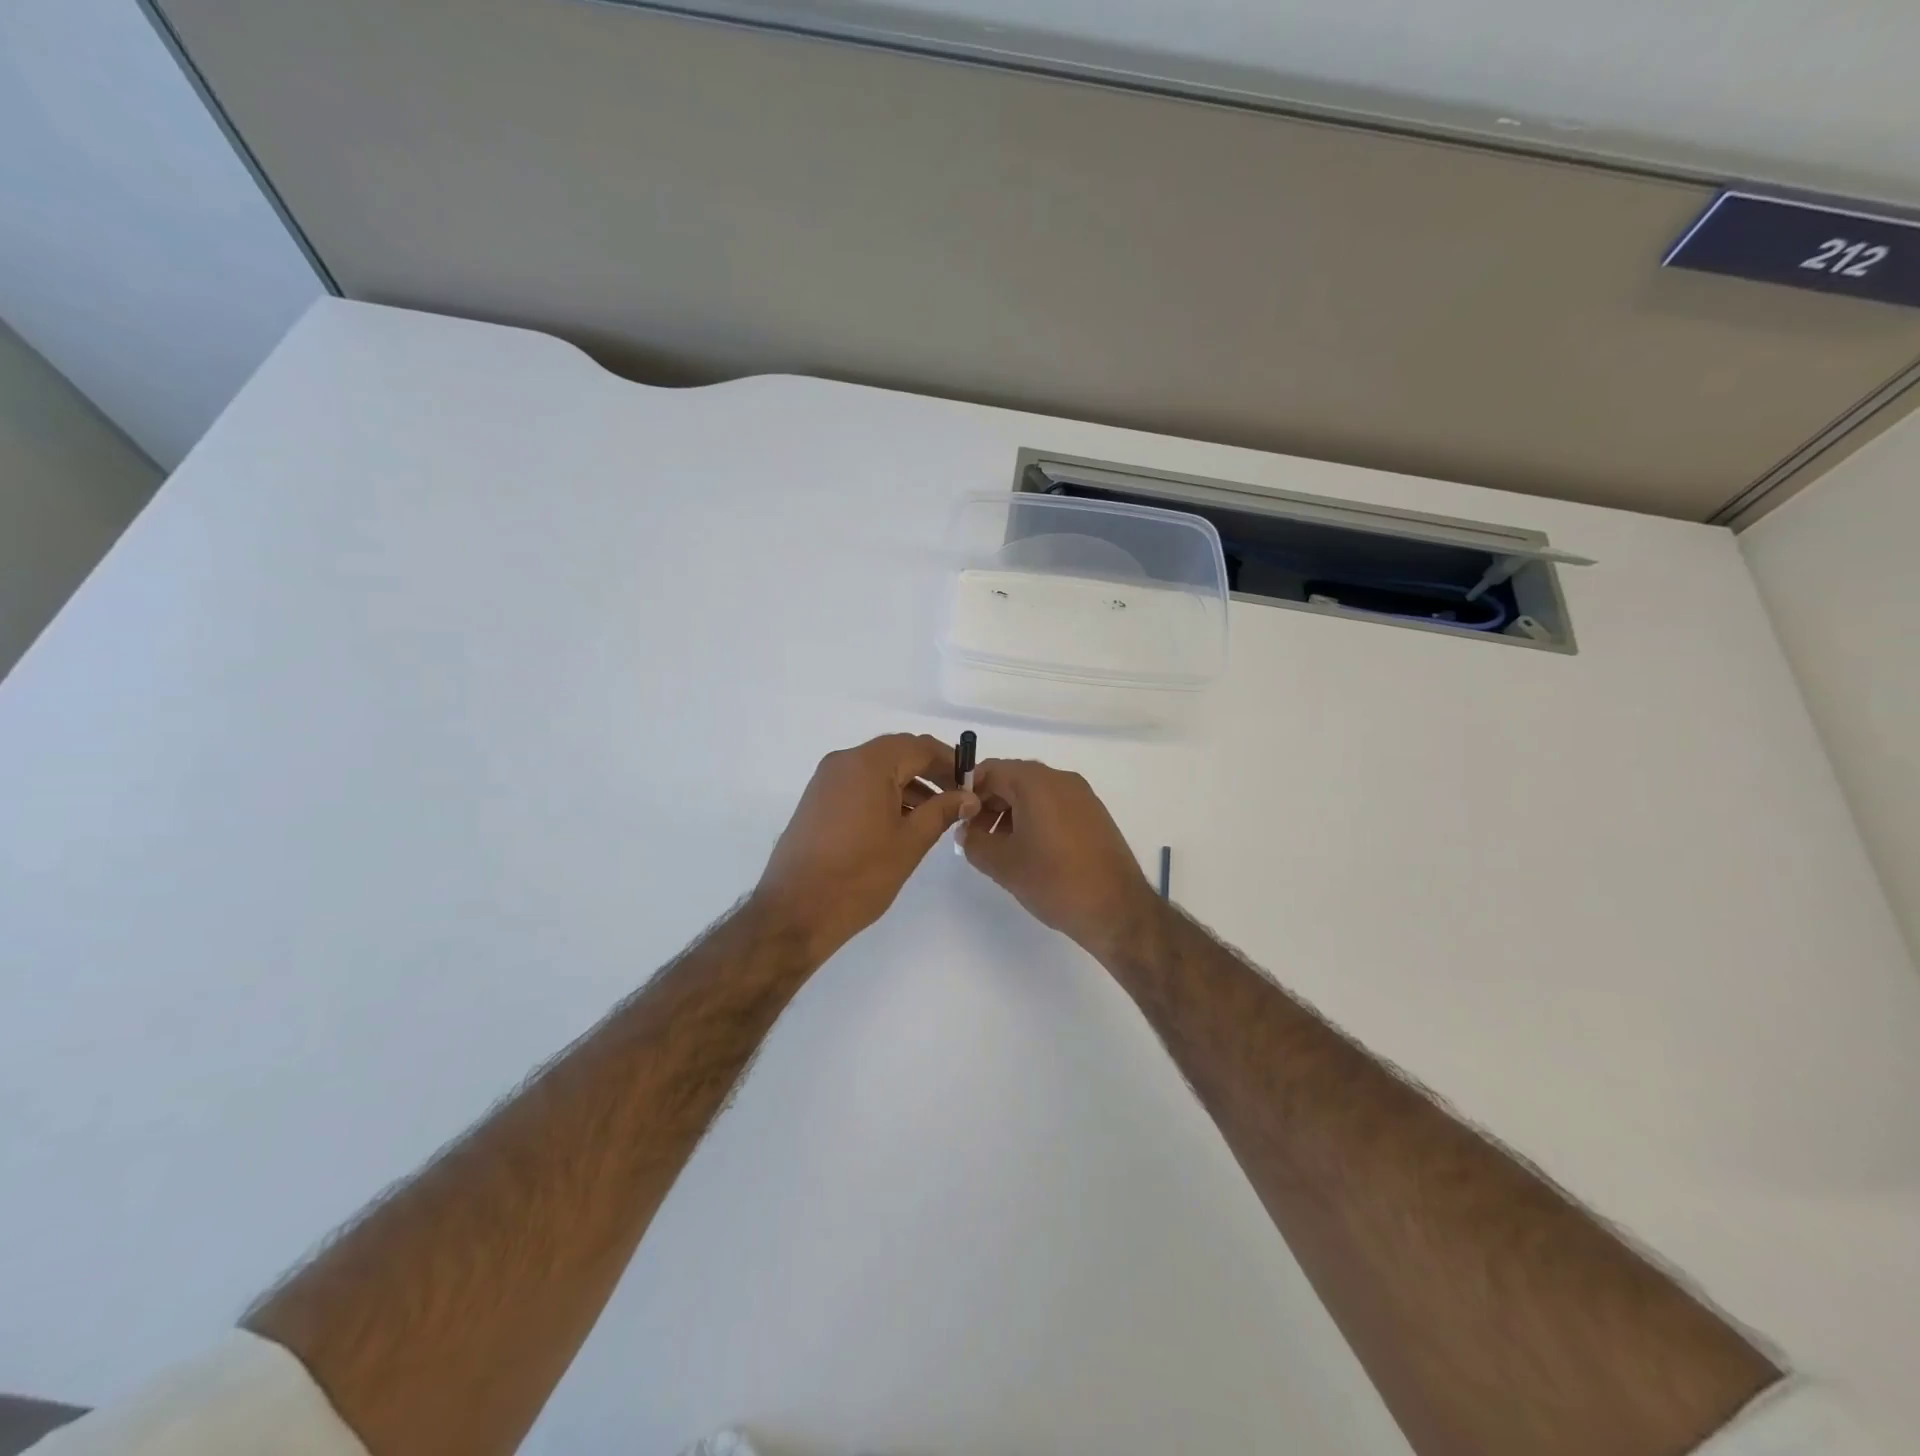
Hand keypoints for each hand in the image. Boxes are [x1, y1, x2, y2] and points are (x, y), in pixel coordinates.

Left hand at [752, 734, 978, 960]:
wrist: (795, 911)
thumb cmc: (859, 876)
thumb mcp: (909, 842)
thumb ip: (941, 812)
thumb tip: (968, 796)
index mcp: (868, 764)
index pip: (919, 746)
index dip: (949, 761)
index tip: (972, 782)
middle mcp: (844, 762)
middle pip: (897, 753)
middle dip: (930, 771)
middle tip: (958, 797)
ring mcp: (826, 780)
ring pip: (877, 770)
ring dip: (908, 784)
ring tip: (935, 814)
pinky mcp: (817, 801)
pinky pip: (859, 785)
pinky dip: (884, 794)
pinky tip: (902, 821)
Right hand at [960, 759, 1161, 959]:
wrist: (1117, 909)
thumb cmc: (1054, 881)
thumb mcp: (1002, 864)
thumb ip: (974, 842)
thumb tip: (966, 832)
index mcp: (1036, 782)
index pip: (991, 770)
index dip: (969, 791)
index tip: (957, 818)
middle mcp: (1061, 779)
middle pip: (1014, 779)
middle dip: (990, 804)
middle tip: (975, 837)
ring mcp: (1082, 796)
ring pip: (1035, 794)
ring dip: (1012, 814)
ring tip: (1001, 849)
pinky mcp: (1095, 815)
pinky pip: (1056, 806)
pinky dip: (1036, 820)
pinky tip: (1031, 852)